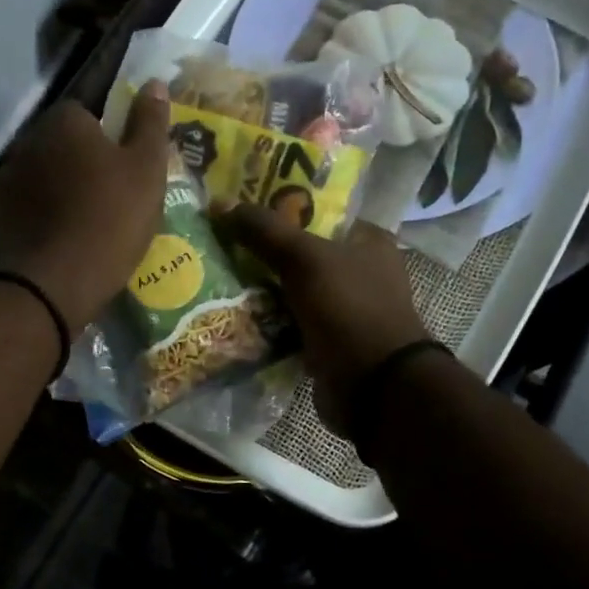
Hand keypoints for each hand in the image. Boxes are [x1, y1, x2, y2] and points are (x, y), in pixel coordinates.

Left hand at [0, 84, 171, 332]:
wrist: (54, 283)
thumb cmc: (110, 219)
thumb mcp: (147, 170)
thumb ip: (150, 123)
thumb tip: (155, 83)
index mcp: (64, 122)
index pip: (85, 114)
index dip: (106, 140)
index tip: (122, 170)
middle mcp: (26, 141)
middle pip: (58, 145)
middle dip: (78, 165)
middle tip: (105, 200)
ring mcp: (3, 180)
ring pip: (37, 178)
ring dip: (53, 192)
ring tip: (79, 226)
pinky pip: (20, 210)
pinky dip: (34, 220)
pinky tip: (53, 244)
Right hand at [211, 205, 429, 435]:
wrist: (373, 386)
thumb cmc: (348, 308)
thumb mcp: (305, 258)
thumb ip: (264, 230)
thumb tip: (218, 203)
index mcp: (368, 241)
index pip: (317, 214)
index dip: (279, 209)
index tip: (238, 211)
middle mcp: (360, 272)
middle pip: (300, 253)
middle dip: (262, 252)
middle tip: (219, 243)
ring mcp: (343, 310)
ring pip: (291, 290)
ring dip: (260, 289)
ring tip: (216, 277)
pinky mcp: (327, 342)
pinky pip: (288, 324)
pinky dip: (265, 322)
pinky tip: (232, 314)